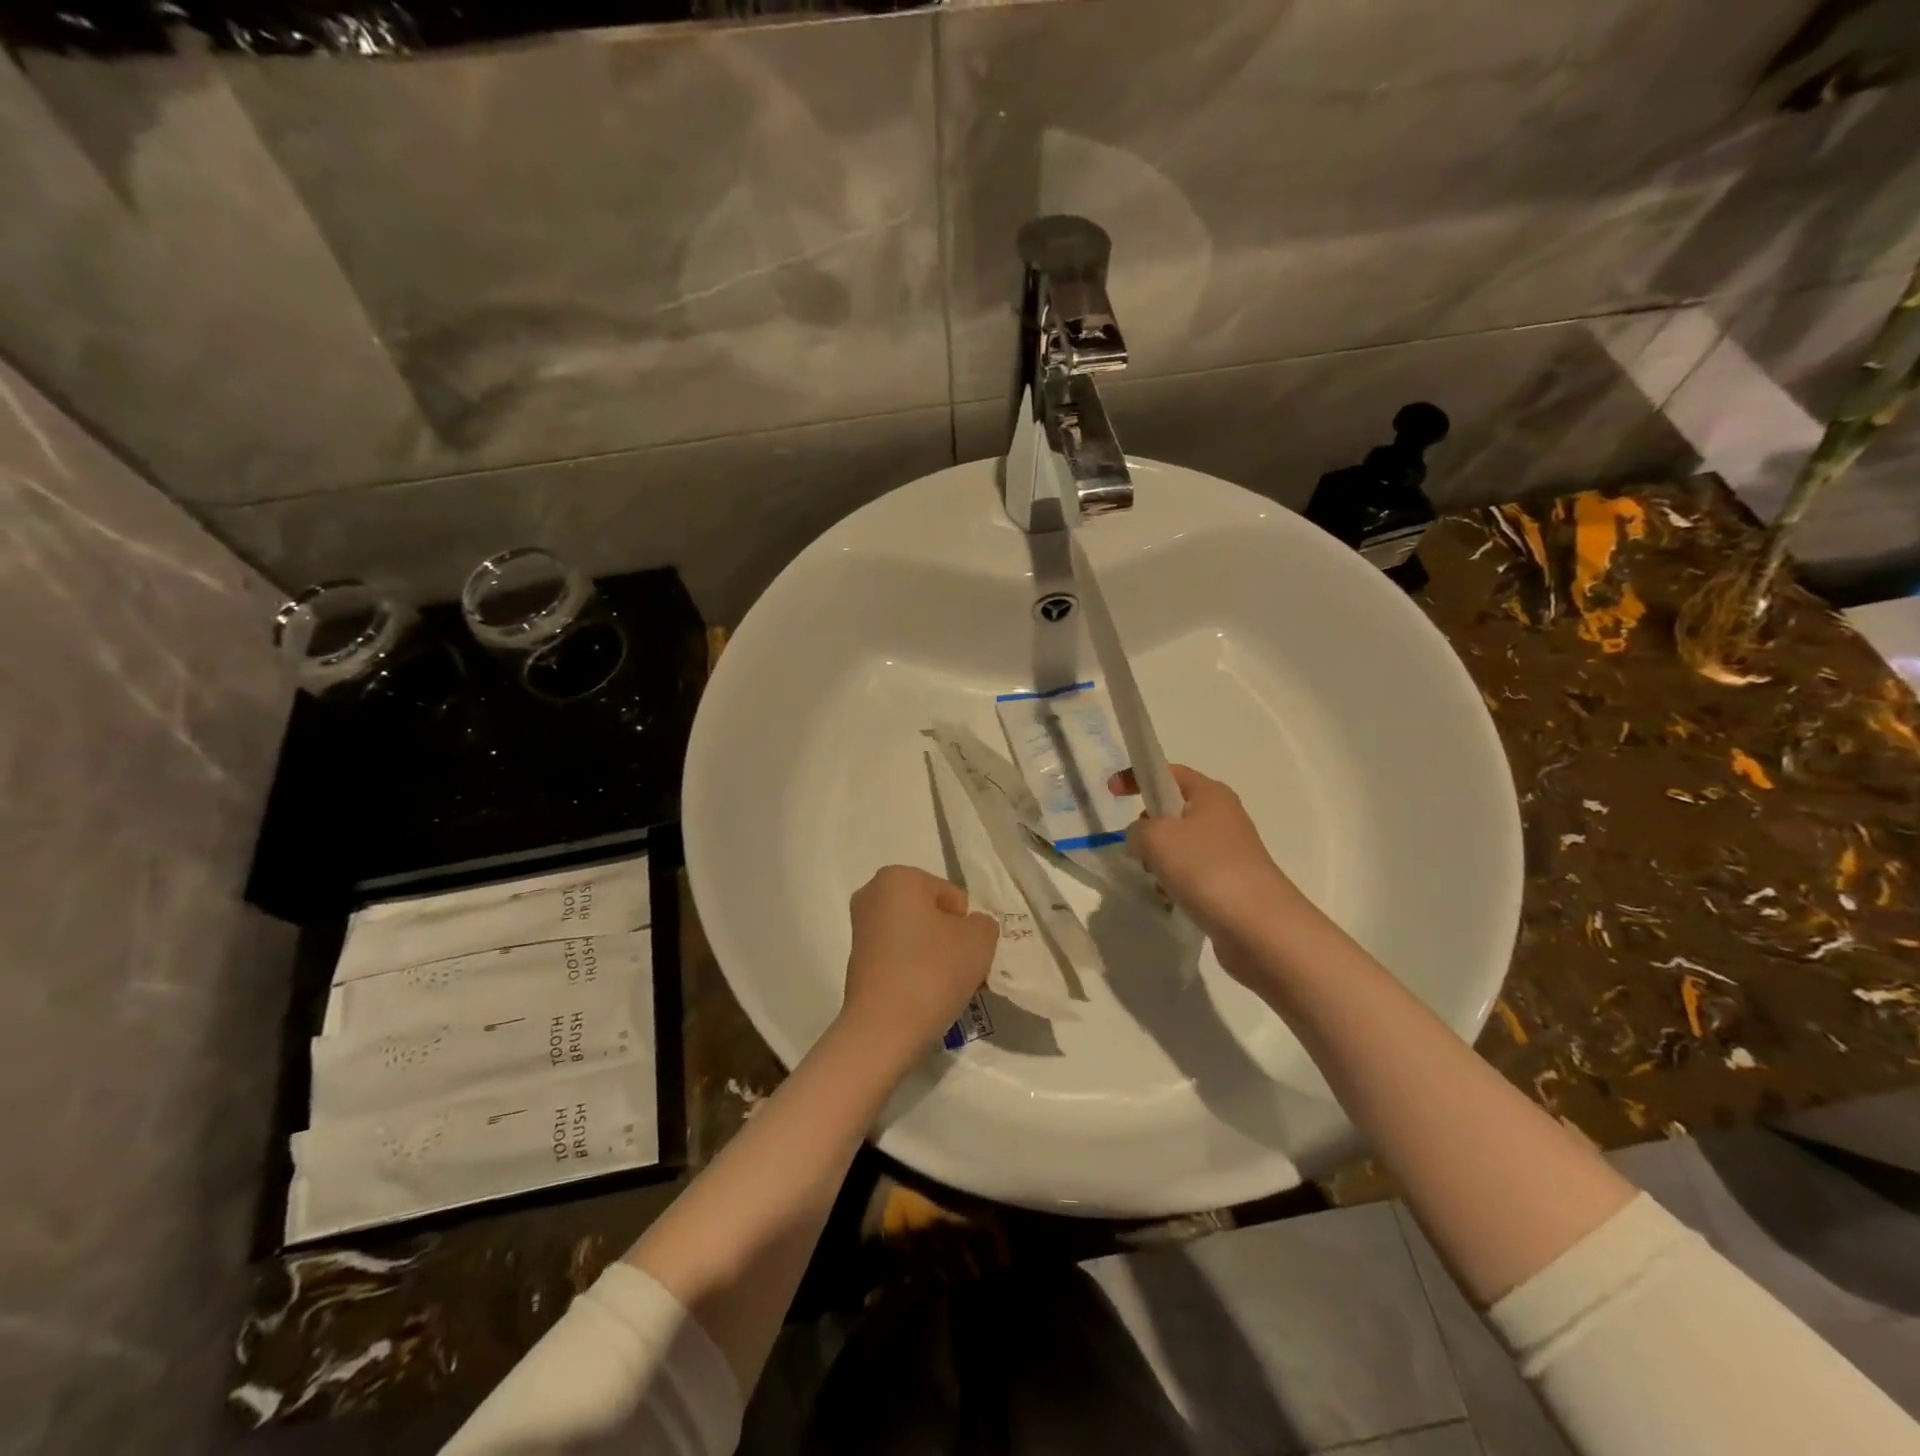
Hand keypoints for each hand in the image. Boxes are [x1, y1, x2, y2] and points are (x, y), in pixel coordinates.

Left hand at [840, 866, 997, 1056]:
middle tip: (962, 972)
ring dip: (936, 957)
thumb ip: (984, 924)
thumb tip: (970, 929)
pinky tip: (925, 996)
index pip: (953, 897)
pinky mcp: (857, 960)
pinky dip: (916, 970)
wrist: (884, 1029)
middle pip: (932, 915)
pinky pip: (900, 957)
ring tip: (946, 988)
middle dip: (951, 940)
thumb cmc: (933, 971)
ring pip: (917, 937)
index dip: (967, 926)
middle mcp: (872, 894)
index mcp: (898, 877)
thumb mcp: (979, 939)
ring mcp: (861, 928)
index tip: (967, 954)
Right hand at [1111, 764, 1306, 947]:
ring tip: (1157, 881)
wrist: (1258, 927)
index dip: (1138, 777)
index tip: (1111, 793)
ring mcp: (1229, 852)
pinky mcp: (1230, 883)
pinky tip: (1172, 901)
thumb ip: (1137, 829)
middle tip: (1138, 847)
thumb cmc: (1206, 868)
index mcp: (1211, 794)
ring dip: (1159, 862)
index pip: (1169, 772)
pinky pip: (1191, 875)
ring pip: (1179, 847)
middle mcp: (1223, 817)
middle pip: (1172, 811)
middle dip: (1148, 828)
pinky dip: (1175, 884)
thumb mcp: (1156, 837)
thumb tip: (1142, 839)